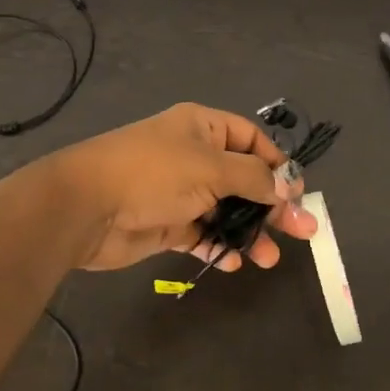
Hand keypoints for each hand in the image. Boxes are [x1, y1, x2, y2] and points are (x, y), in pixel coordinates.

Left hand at [47, 103, 318, 272]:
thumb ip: (255, 178)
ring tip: (268, 259)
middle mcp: (195, 156)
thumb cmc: (154, 173)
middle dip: (272, 206)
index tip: (298, 193)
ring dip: (249, 233)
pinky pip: (203, 234)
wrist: (87, 207)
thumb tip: (289, 186)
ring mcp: (181, 192)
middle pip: (245, 179)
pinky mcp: (168, 224)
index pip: (252, 140)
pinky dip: (219, 247)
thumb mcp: (212, 168)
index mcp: (203, 128)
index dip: (278, 164)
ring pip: (226, 211)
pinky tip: (233, 262)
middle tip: (302, 231)